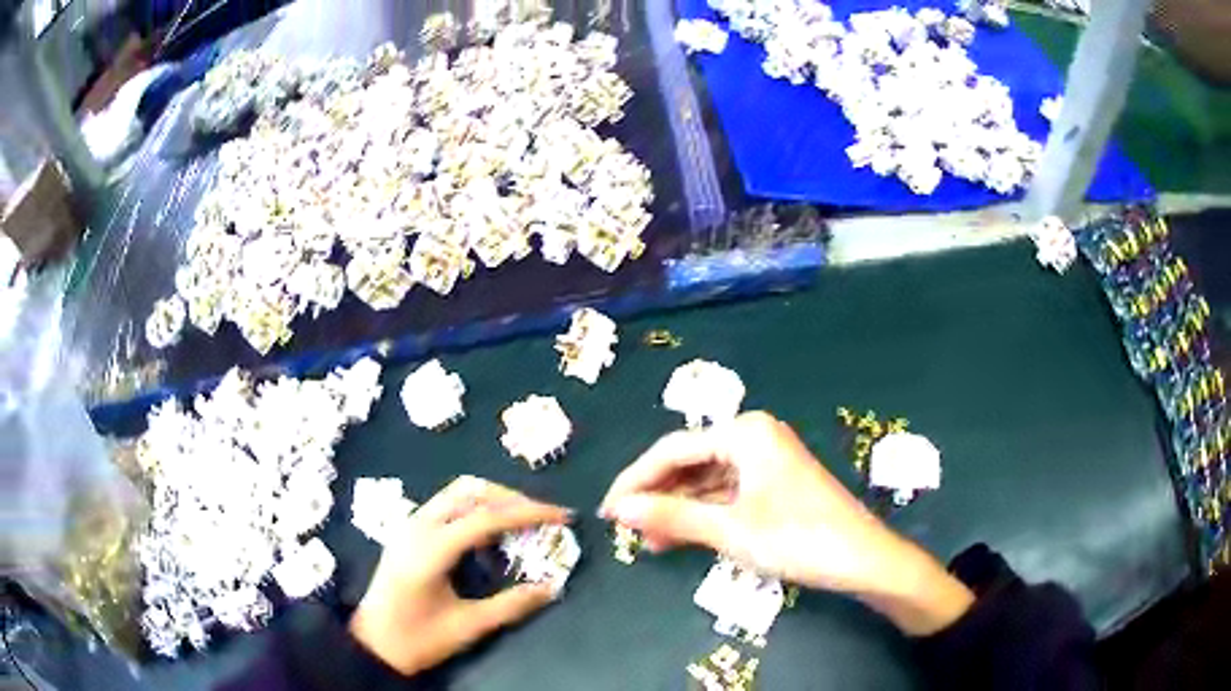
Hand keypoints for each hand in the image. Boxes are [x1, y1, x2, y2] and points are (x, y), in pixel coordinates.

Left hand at [350, 476, 570, 674]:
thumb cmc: (418, 638)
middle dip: (512, 499)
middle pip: (471, 491)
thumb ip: (512, 606)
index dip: (528, 513)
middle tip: (543, 518)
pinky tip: (489, 536)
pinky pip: (446, 504)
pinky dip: (474, 508)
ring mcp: (409, 524)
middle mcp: (418, 526)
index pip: (486, 517)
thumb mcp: (468, 627)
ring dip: (493, 499)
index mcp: (431, 550)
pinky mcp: (407, 530)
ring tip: (522, 522)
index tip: (562, 516)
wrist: (373, 642)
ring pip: (457, 492)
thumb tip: (552, 588)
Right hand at [599, 412, 972, 634]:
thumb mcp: (729, 529)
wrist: (862, 560)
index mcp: (744, 432)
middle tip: (623, 529)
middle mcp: (753, 437)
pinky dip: (701, 516)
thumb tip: (617, 509)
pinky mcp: (773, 485)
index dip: (634, 480)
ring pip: (705, 482)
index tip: (606, 511)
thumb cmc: (797, 538)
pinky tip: (678, 537)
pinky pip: (725, 495)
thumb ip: (670, 515)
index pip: (672, 450)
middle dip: (655, 496)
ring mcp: (765, 462)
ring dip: (676, 510)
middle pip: (688, 463)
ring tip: (646, 540)